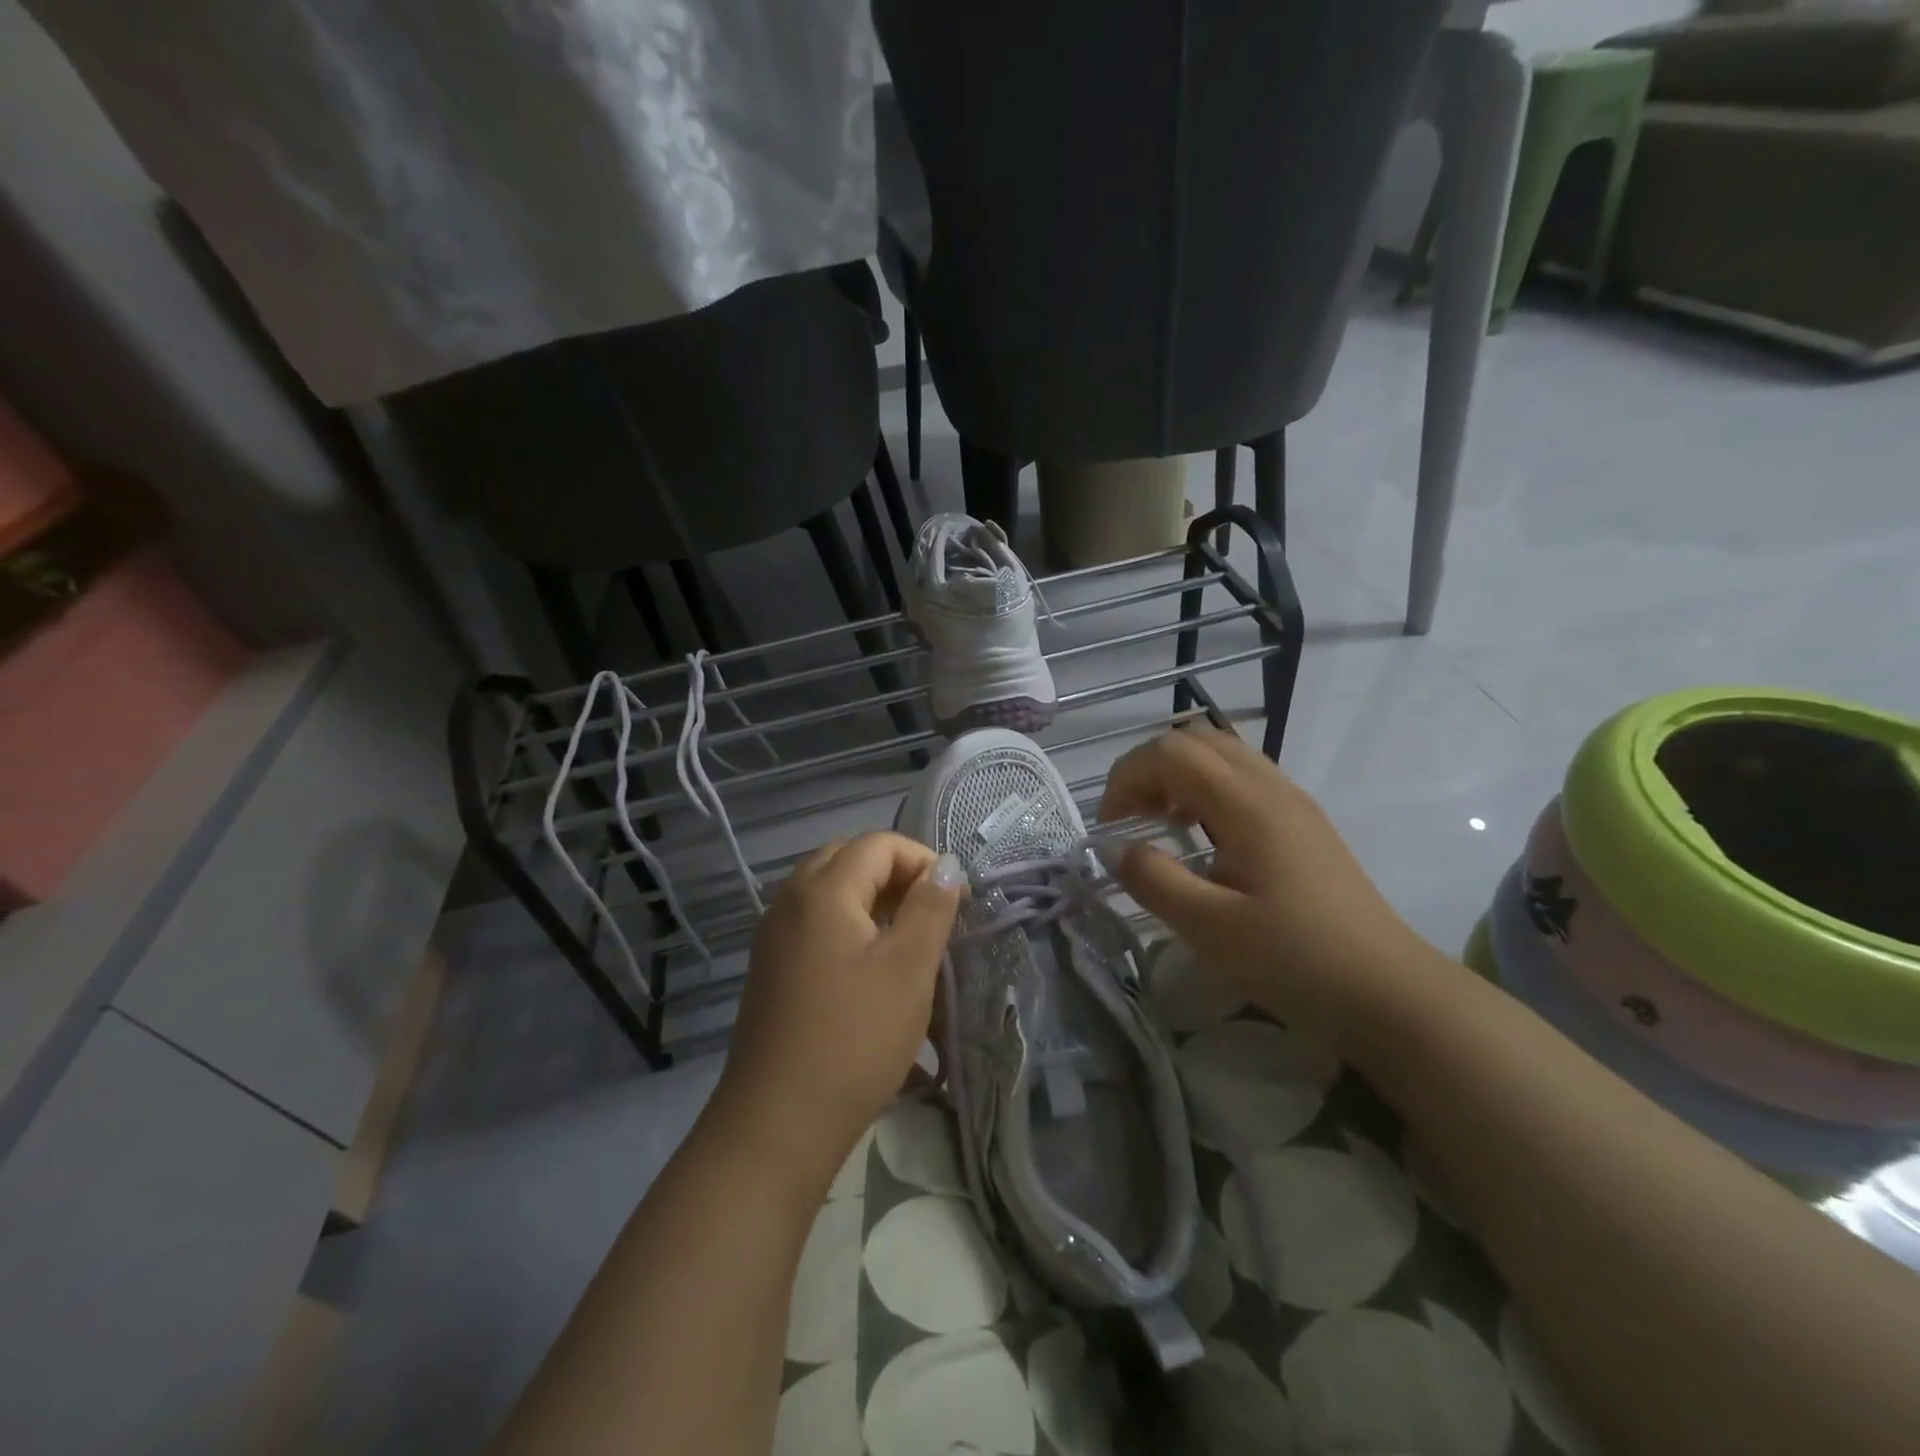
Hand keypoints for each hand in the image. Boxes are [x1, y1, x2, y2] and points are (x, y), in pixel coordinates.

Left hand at [712, 833, 965, 1182]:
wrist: (777, 1123)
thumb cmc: (854, 1040)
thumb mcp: (908, 969)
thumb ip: (930, 907)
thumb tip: (945, 865)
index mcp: (822, 891)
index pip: (877, 844)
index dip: (921, 860)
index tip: (954, 899)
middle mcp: (790, 901)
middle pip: (847, 858)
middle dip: (894, 873)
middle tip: (928, 911)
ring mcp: (774, 935)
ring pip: (828, 890)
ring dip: (870, 898)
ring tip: (905, 938)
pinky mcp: (770, 967)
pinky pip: (813, 921)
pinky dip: (847, 923)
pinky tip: (869, 966)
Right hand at [1100, 725, 1455, 1053]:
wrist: (1390, 993)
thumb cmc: (1296, 961)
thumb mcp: (1211, 929)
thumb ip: (1154, 880)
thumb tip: (1114, 848)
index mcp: (1248, 804)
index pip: (1171, 752)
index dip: (1127, 777)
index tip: (1109, 827)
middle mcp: (1272, 788)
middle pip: (1196, 740)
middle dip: (1149, 768)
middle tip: (1131, 818)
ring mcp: (1293, 802)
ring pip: (1222, 755)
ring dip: (1178, 776)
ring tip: (1160, 824)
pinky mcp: (1303, 824)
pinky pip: (1243, 779)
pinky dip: (1205, 790)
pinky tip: (1202, 836)